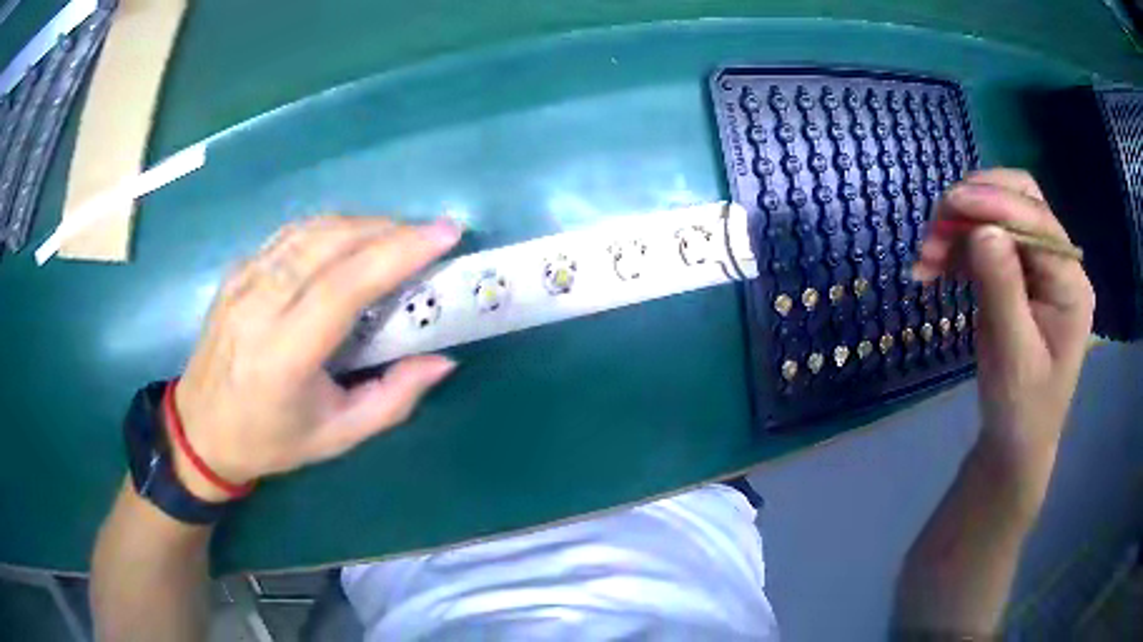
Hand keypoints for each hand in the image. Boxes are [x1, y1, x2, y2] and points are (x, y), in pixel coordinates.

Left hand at [171, 216, 461, 501]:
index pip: (343, 287)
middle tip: (430, 234)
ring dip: (361, 223)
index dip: (396, 253)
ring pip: (310, 230)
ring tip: (398, 234)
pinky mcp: (237, 271)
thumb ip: (393, 400)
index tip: (444, 234)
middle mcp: (258, 308)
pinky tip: (352, 238)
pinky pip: (290, 235)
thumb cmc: (270, 440)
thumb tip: (443, 360)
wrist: (200, 430)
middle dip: (388, 229)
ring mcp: (242, 282)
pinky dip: (330, 228)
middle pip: (328, 244)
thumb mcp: (337, 436)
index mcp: (283, 357)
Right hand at [913, 169, 1094, 470]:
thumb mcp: (1013, 357)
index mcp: (1070, 283)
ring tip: (926, 257)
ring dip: (959, 227)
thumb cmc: (1021, 408)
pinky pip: (985, 241)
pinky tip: (936, 266)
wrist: (1015, 440)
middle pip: (1019, 202)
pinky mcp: (1017, 274)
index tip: (950, 204)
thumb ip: (1003, 291)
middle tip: (937, 227)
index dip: (995, 203)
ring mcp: (1037, 266)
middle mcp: (1058, 263)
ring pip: (997, 216)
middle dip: (976, 205)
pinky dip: (958, 246)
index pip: (1037, 220)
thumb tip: (982, 230)